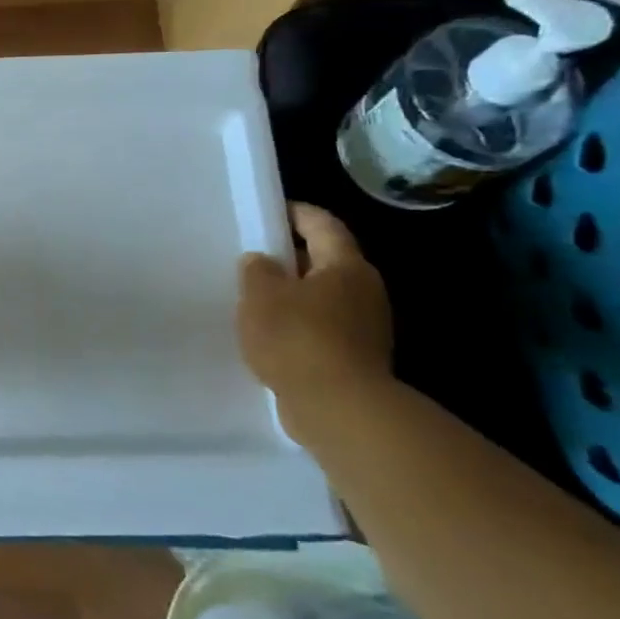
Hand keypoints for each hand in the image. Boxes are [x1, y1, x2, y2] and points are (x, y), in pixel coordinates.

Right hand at [238, 204, 392, 401]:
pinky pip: (324, 326)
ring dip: (294, 293)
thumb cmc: (297, 338)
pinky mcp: (357, 356)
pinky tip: (272, 334)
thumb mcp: (260, 295)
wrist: (338, 408)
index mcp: (345, 265)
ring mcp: (365, 326)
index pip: (322, 224)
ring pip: (324, 296)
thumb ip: (257, 270)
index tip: (268, 210)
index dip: (295, 213)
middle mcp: (364, 289)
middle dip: (291, 255)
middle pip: (326, 260)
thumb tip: (262, 261)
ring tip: (256, 297)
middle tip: (254, 255)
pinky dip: (300, 323)